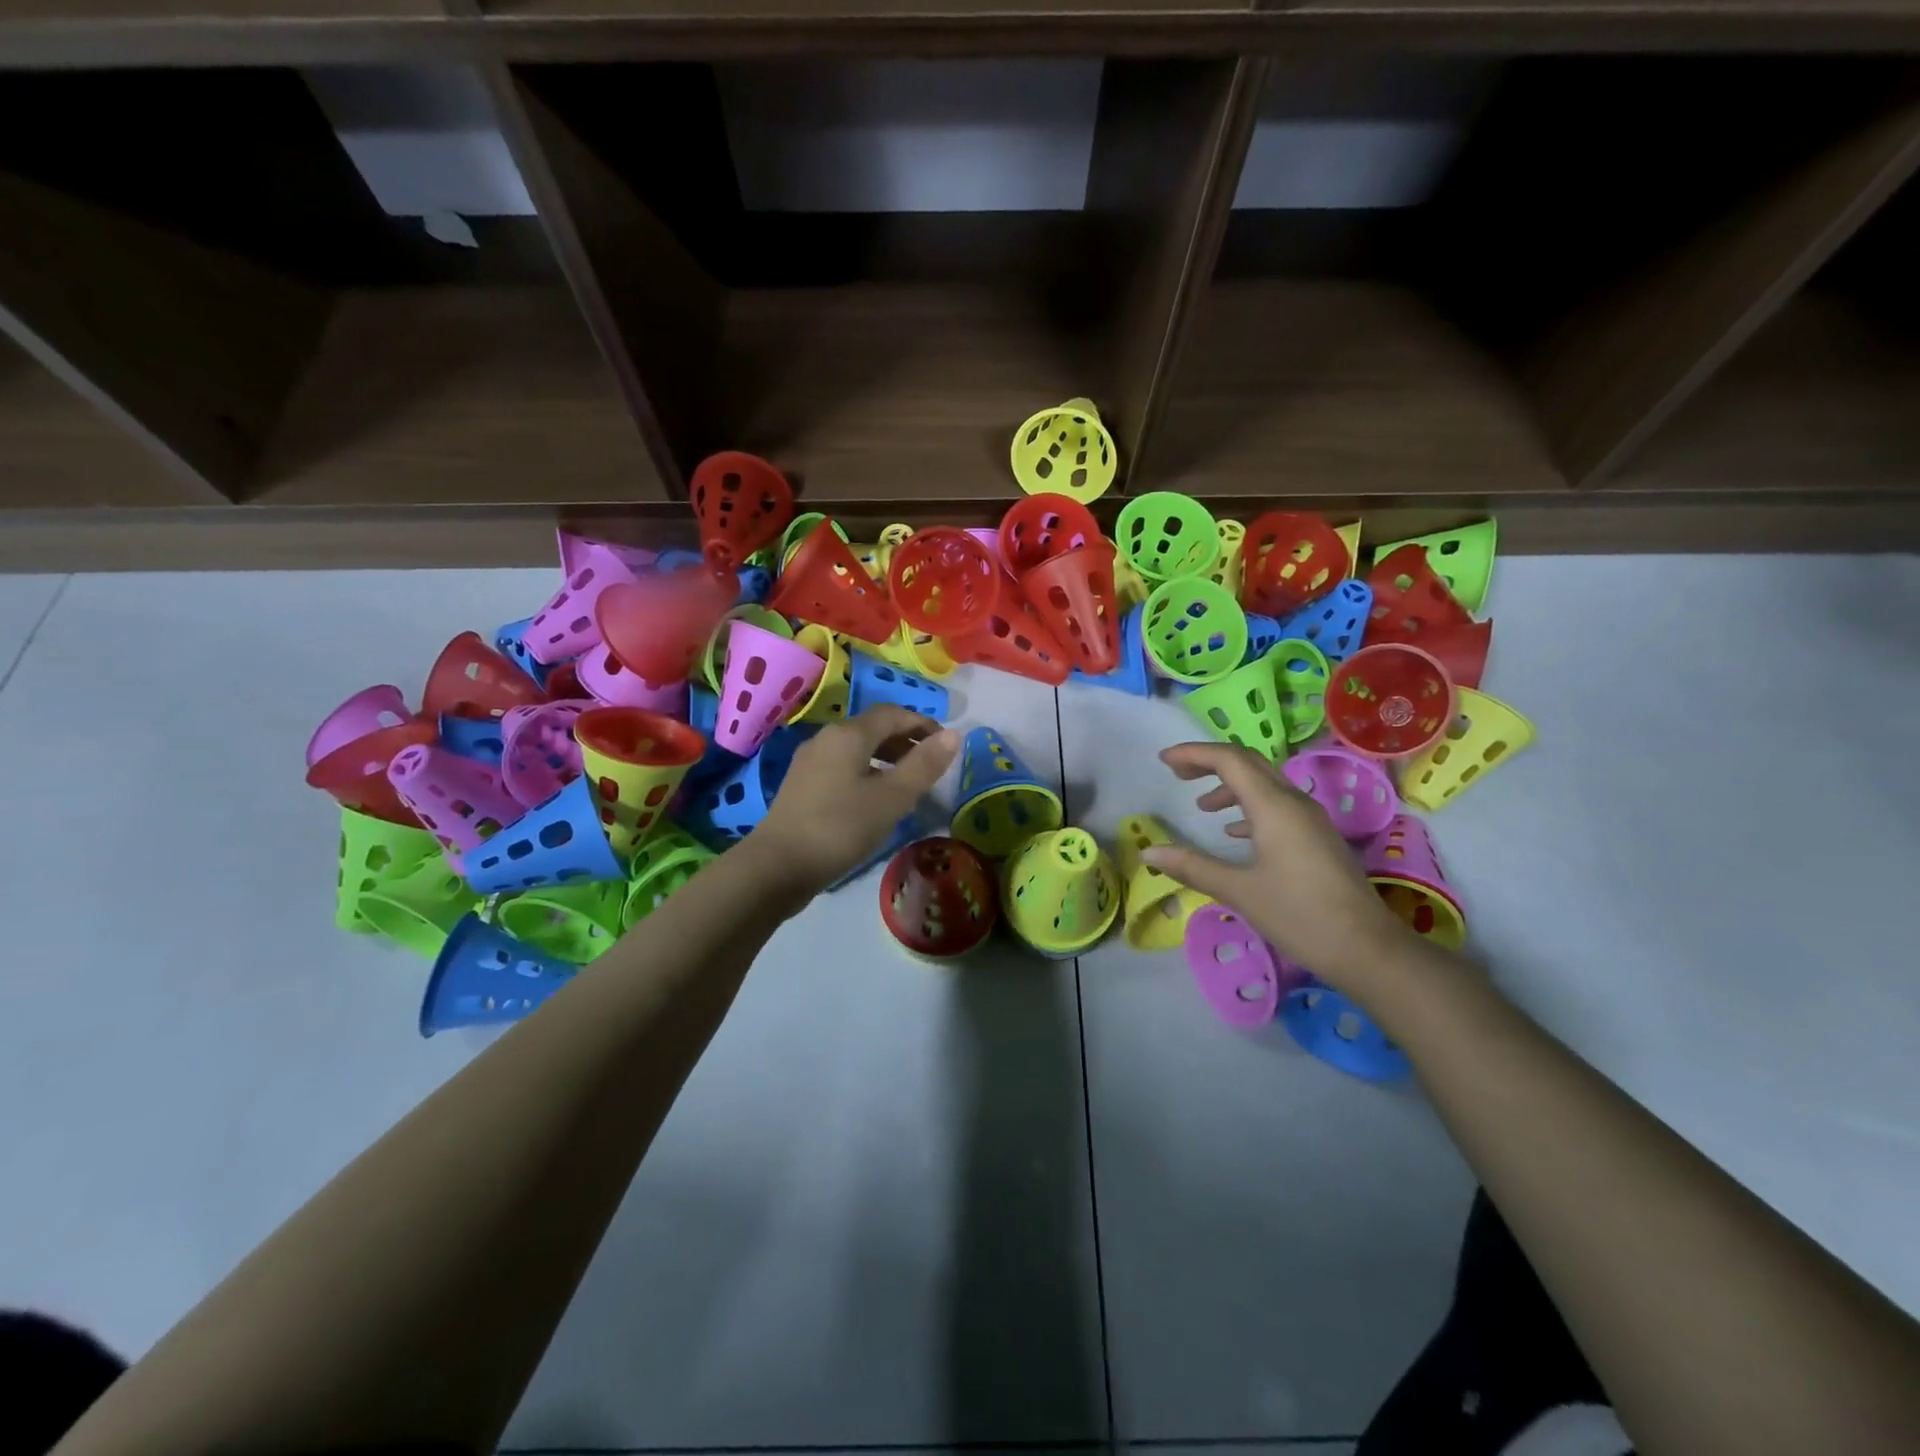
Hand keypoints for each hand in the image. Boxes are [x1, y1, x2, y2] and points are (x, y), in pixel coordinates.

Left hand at [752, 705, 958, 893]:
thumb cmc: (841, 827)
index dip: (923, 724)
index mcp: (848, 734)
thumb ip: (924, 766)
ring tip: (908, 782)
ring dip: (886, 757)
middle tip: (931, 764)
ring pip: (857, 748)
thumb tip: (954, 735)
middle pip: (873, 728)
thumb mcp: (892, 798)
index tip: (946, 745)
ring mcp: (809, 762)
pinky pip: (843, 766)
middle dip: (905, 740)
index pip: (893, 714)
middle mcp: (826, 739)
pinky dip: (867, 771)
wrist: (777, 866)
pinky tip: (875, 799)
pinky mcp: (801, 786)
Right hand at [1141, 741, 1411, 990]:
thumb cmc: (1299, 915)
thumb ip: (1193, 866)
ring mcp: (1310, 820)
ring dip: (1230, 786)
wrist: (1367, 949)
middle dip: (1210, 762)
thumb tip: (1149, 852)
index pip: (1229, 760)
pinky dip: (1249, 807)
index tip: (1163, 761)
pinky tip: (1235, 833)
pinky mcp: (1316, 838)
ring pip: (1265, 784)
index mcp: (1274, 806)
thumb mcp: (1239, 891)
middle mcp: (1294, 803)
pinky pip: (1278, 806)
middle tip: (1177, 773)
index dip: (1194, 754)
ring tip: (1202, 806)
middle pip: (1248, 763)